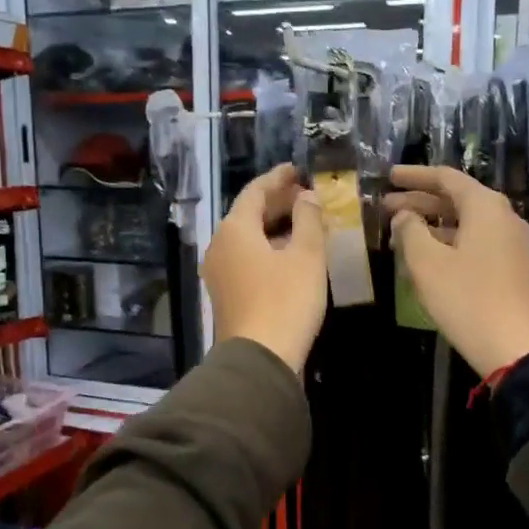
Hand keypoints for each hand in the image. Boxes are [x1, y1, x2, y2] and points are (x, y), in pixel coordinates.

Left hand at [203, 163, 326, 373]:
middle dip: (277, 203)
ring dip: (274, 227)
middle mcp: (220, 246)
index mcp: (235, 229)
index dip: (278, 178)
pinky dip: (268, 249)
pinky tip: (290, 256)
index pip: (255, 191)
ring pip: (248, 238)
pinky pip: (246, 259)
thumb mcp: (306, 256)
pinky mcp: (226, 294)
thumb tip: (306, 196)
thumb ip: (308, 219)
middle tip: (306, 195)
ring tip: (304, 223)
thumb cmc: (285, 301)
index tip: (297, 169)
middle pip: (248, 214)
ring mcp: (219, 272)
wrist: (259, 359)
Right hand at [386, 165, 528, 378]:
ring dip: (432, 224)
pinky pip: (475, 241)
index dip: (414, 176)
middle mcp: (503, 217)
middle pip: (457, 199)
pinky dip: (448, 242)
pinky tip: (425, 256)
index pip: (446, 178)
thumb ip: (410, 230)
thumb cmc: (466, 298)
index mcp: (486, 207)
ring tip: (399, 232)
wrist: (514, 347)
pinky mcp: (511, 266)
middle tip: (386, 206)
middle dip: (420, 201)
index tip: (389, 177)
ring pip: (465, 222)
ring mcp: (511, 243)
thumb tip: (405, 216)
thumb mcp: (427, 263)